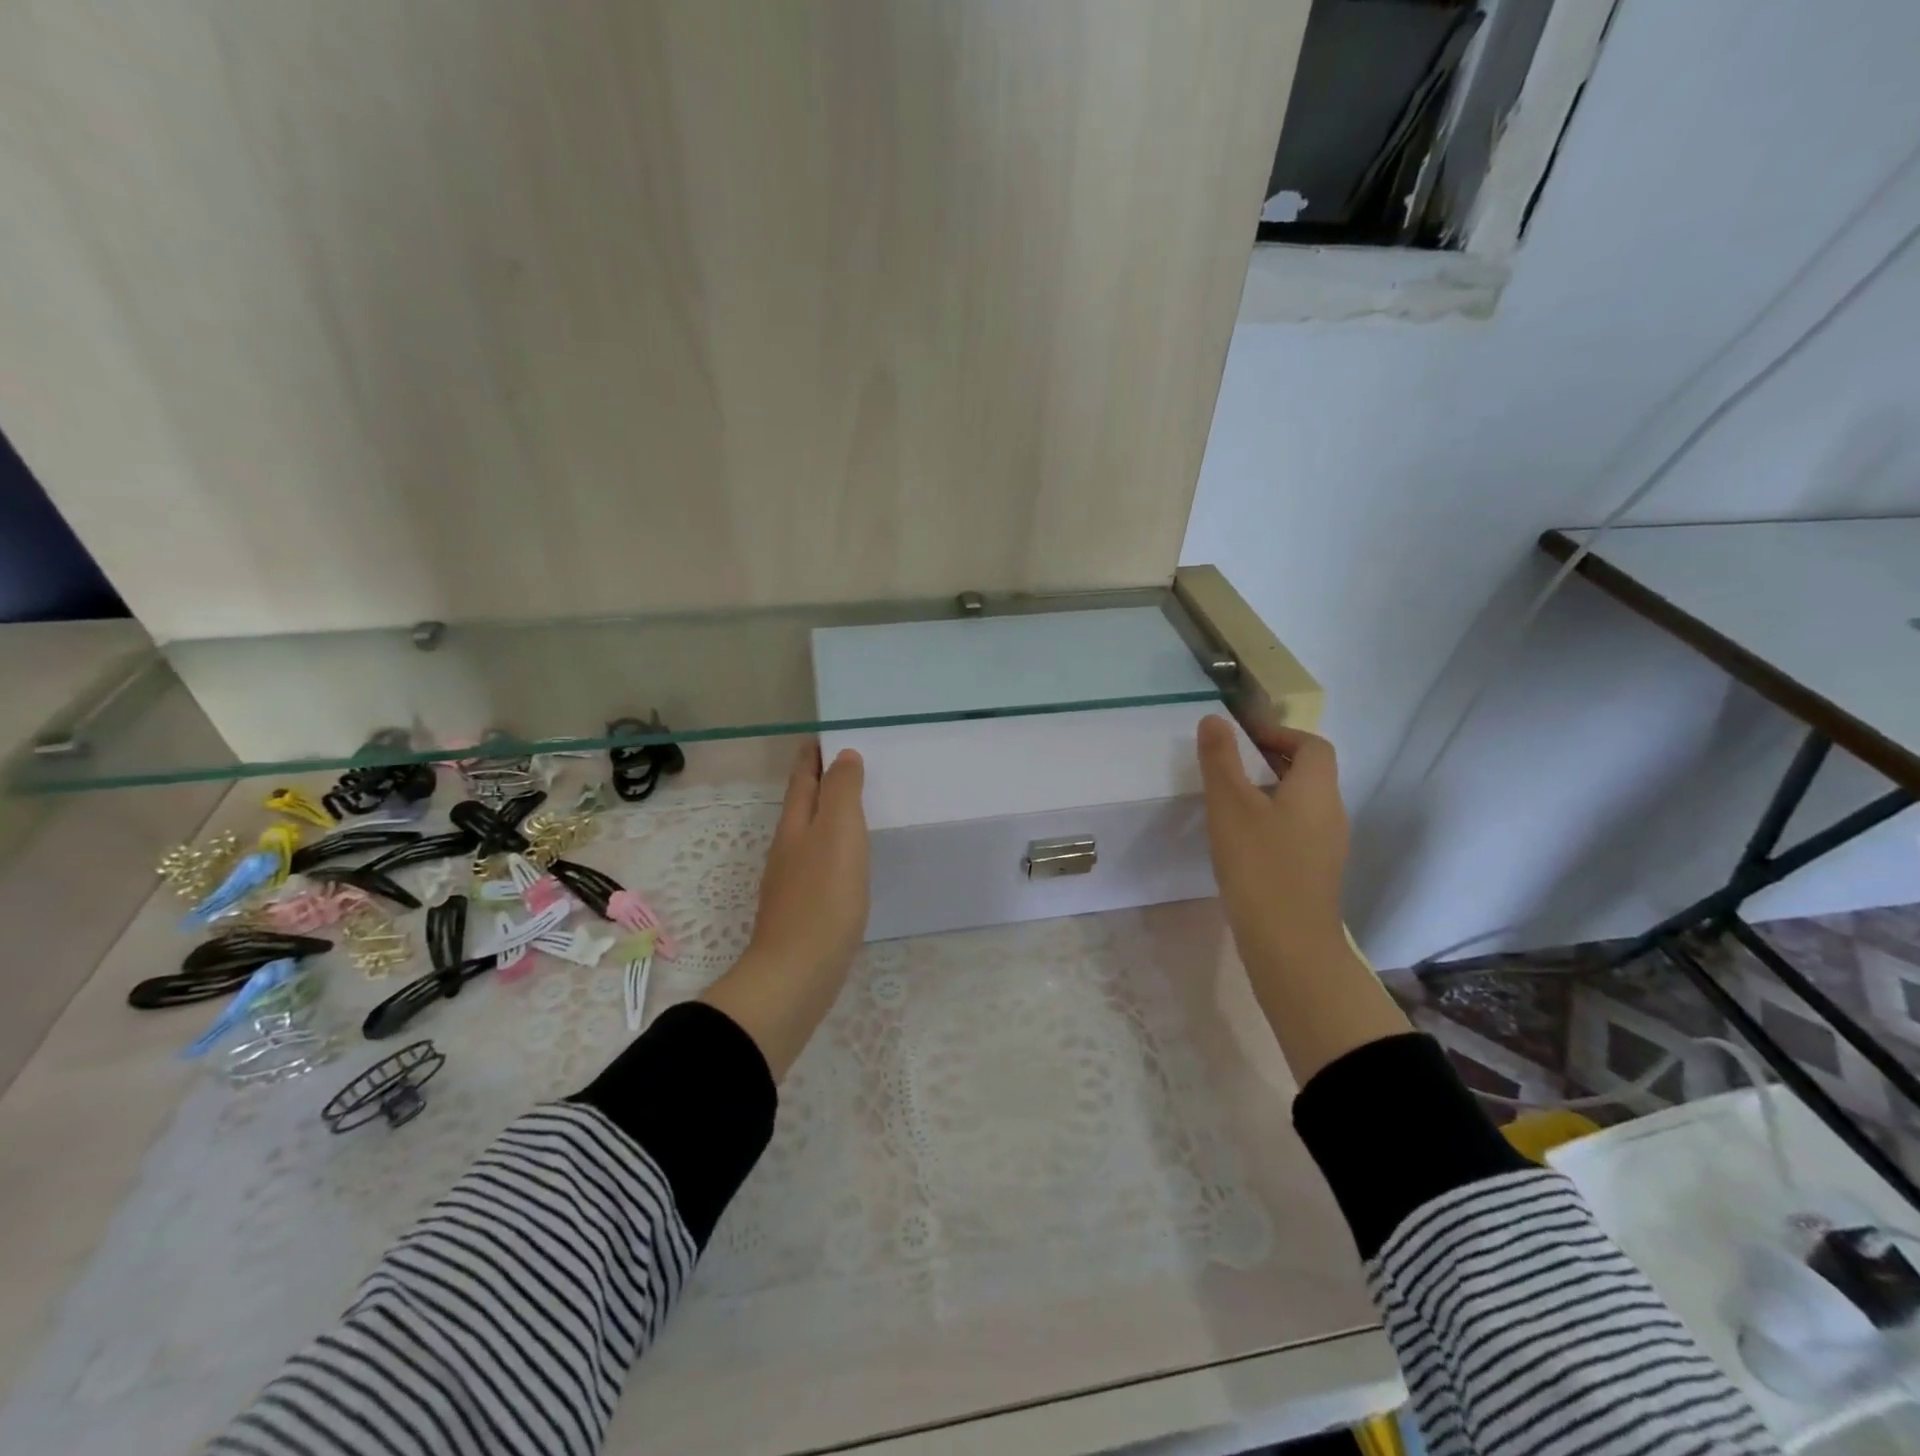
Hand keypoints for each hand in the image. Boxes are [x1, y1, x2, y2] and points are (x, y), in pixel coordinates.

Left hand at [701, 742, 868, 1078]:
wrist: (798, 973)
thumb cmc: (823, 897)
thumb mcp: (838, 832)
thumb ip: (841, 792)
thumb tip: (842, 757)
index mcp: (796, 825)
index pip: (802, 780)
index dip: (811, 757)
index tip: (821, 737)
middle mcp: (788, 848)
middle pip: (802, 805)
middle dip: (818, 783)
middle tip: (844, 765)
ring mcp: (793, 881)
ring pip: (810, 835)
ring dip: (826, 815)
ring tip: (851, 807)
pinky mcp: (804, 909)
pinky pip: (820, 864)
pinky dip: (832, 849)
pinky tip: (848, 861)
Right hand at [1197, 715, 1348, 979]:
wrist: (1289, 944)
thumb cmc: (1259, 866)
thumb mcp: (1230, 806)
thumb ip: (1220, 760)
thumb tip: (1214, 720)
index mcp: (1317, 790)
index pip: (1312, 745)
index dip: (1280, 733)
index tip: (1244, 738)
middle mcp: (1332, 813)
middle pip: (1310, 773)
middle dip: (1272, 760)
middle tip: (1230, 764)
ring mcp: (1327, 846)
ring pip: (1302, 803)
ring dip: (1270, 791)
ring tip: (1230, 800)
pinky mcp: (1315, 873)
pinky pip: (1297, 830)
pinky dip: (1273, 820)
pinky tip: (1242, 840)